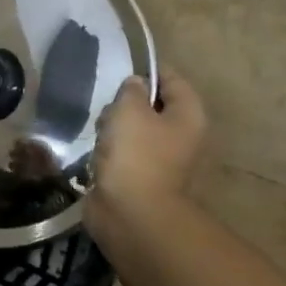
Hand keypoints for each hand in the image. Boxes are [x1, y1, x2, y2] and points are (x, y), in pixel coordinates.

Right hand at [84, 67, 206, 247]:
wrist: (132, 214)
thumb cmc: (136, 154)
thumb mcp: (130, 110)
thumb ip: (131, 90)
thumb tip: (135, 86)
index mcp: (188, 116)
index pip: (172, 79)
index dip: (148, 71)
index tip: (121, 72)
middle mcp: (180, 136)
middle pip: (150, 105)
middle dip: (125, 105)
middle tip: (110, 113)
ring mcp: (160, 159)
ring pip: (132, 129)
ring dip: (112, 129)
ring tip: (100, 137)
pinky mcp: (139, 177)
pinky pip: (122, 153)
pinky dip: (109, 152)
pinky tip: (97, 157)